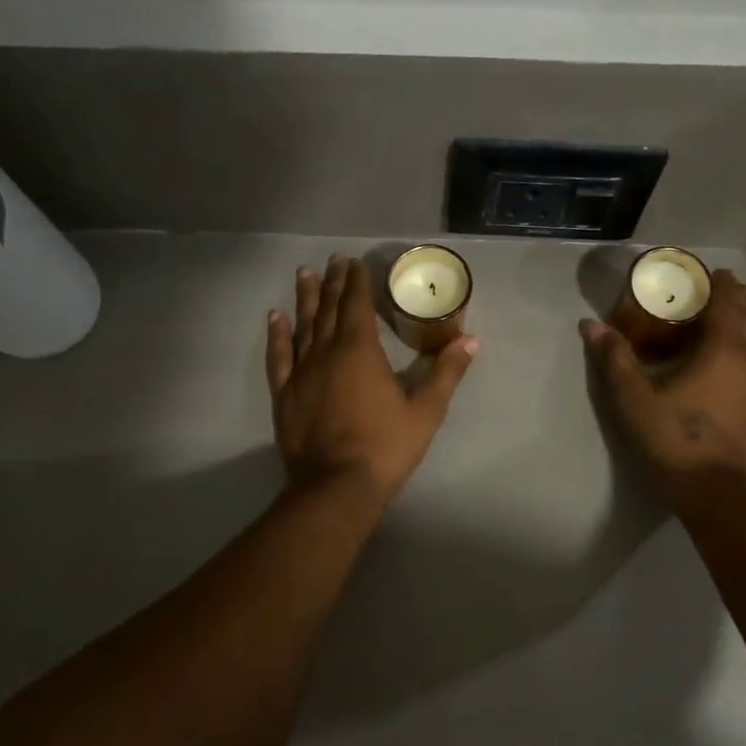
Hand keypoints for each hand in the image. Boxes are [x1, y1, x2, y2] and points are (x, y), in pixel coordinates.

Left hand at [266, 255, 478, 509]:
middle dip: (333, 283)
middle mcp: (327, 352)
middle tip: (333, 260)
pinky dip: (277, 335)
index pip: (357, 305)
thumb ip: (446, 372)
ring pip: (302, 326)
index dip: (356, 282)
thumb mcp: (426, 410)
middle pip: (330, 309)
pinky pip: (279, 356)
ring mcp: (302, 372)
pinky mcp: (285, 394)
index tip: (354, 262)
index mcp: (360, 350)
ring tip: (304, 274)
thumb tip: (470, 341)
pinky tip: (275, 318)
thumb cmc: (386, 446)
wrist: (337, 485)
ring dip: (305, 299)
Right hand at [581, 268, 745, 506]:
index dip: (718, 283)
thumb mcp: (632, 398)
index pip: (725, 303)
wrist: (715, 491)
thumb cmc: (672, 438)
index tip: (708, 270)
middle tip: (722, 283)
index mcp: (720, 349)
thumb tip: (590, 324)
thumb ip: (613, 358)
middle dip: (735, 295)